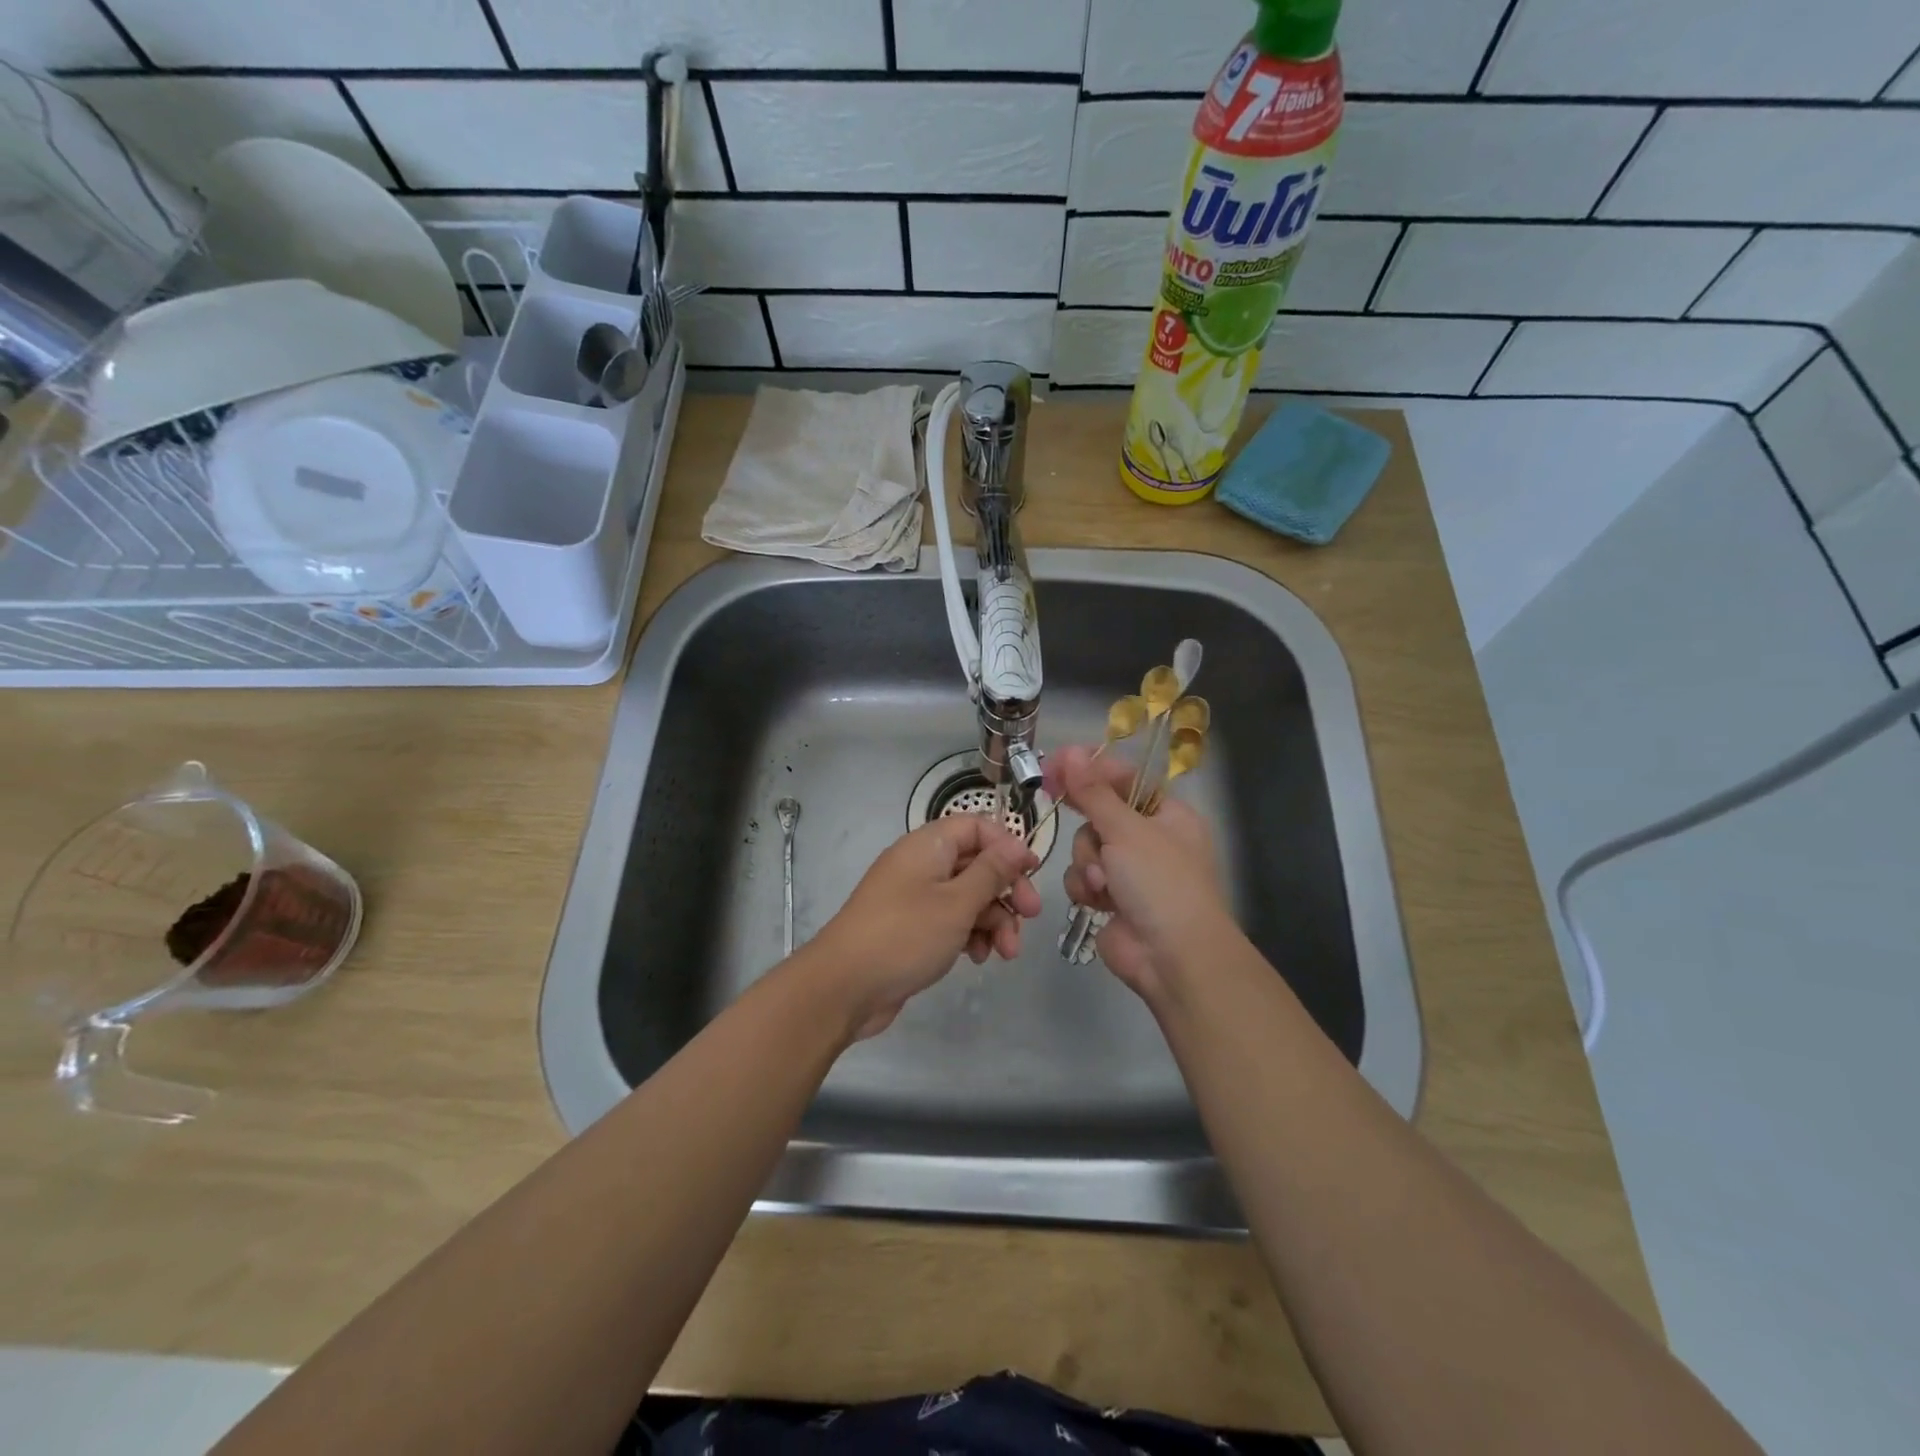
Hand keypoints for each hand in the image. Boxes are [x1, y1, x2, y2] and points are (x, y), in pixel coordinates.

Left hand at [809, 815, 1042, 1039]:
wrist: (843, 987)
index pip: (976, 827)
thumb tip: (1016, 845)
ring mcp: (914, 898)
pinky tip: (979, 959)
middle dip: (1006, 891)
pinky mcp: (912, 928)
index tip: (1033, 872)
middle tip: (1030, 916)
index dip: (1007, 845)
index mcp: (928, 846)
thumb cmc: (905, 935)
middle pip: (976, 864)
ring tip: (1006, 953)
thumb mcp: (957, 903)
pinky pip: (950, 921)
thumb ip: (991, 872)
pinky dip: (969, 935)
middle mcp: (920, 865)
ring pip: (967, 897)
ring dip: (993, 920)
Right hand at [1044, 744, 1235, 1003]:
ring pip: (1086, 847)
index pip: (1125, 778)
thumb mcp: (1127, 830)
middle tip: (1053, 798)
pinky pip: (1083, 877)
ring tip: (1103, 884)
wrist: (1173, 958)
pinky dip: (1086, 888)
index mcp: (1167, 815)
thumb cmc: (1160, 883)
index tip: (1055, 763)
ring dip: (1087, 862)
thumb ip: (1092, 792)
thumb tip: (1070, 752)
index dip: (1090, 768)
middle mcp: (1150, 839)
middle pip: (1100, 813)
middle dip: (1089, 826)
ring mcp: (1130, 871)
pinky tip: (1098, 903)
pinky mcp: (1111, 899)